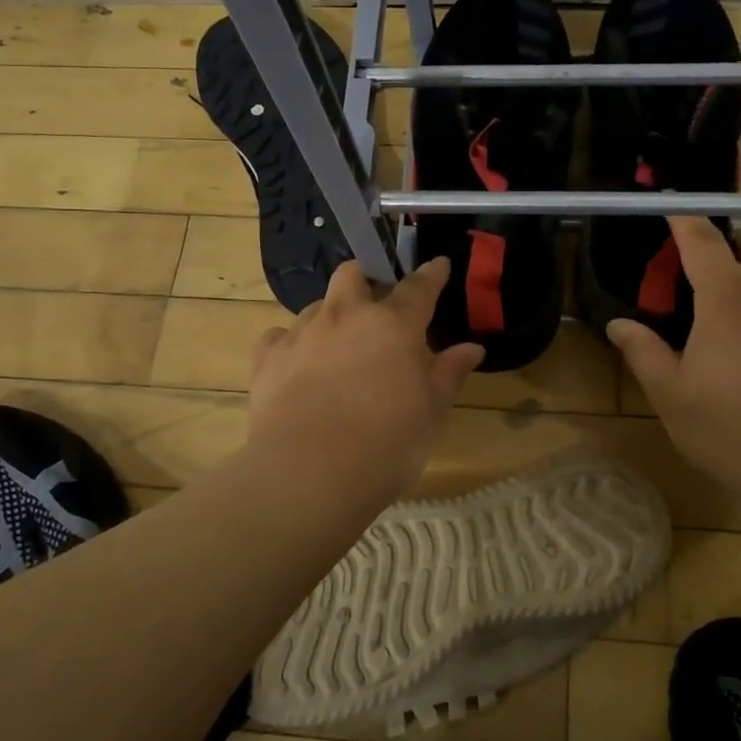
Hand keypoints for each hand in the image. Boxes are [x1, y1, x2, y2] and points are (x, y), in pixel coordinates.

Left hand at [246, 257, 483, 513]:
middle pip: (353, 274)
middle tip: (377, 304)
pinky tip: (298, 365)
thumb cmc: (386, 444)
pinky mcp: (267, 358)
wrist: (307, 475)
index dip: (431, 274)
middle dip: (367, 279)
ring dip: (332, 316)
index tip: (438, 265)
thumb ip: (449, 373)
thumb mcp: (432, 412)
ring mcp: (302, 333)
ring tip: (339, 346)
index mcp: (393, 324)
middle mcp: (346, 316)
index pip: (418, 286)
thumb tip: (472, 348)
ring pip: (317, 305)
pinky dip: (292, 344)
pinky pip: (280, 336)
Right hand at [607, 217, 740, 500]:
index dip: (685, 220)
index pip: (705, 242)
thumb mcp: (672, 396)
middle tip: (711, 263)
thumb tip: (618, 325)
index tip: (669, 208)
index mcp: (729, 303)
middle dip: (740, 239)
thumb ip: (644, 353)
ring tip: (727, 305)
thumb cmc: (732, 430)